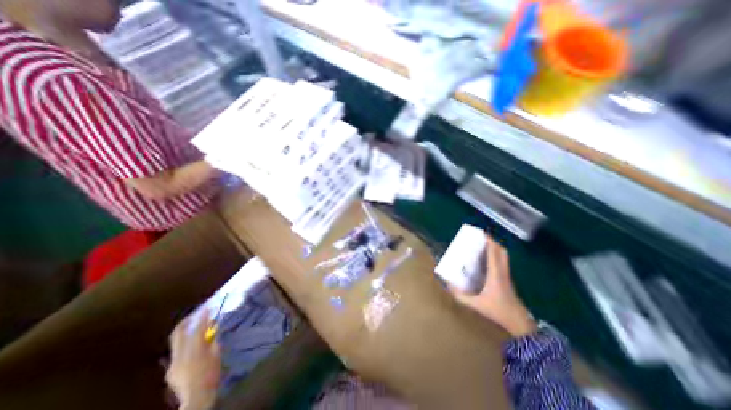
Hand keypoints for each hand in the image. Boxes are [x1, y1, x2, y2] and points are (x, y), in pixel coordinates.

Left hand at [167, 310, 220, 408]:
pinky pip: (177, 351)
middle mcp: (179, 355)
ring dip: (185, 331)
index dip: (202, 317)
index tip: (208, 307)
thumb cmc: (211, 374)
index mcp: (194, 350)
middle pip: (179, 333)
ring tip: (195, 326)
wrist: (196, 398)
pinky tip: (191, 344)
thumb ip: (213, 340)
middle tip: (196, 313)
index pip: (197, 328)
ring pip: (176, 342)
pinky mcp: (171, 370)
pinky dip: (184, 343)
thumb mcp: (217, 354)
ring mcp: (172, 363)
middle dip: (187, 321)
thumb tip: (213, 329)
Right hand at [451, 235, 534, 337]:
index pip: (494, 253)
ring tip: (482, 245)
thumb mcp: (476, 304)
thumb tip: (448, 285)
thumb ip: (460, 295)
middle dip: (492, 242)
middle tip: (480, 238)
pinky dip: (495, 256)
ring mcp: (507, 275)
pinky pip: (502, 262)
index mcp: (495, 274)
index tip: (481, 234)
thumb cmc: (498, 311)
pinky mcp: (507, 279)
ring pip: (504, 256)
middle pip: (502, 251)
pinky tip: (486, 260)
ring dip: (494, 248)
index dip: (489, 241)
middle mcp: (503, 271)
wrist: (519, 323)